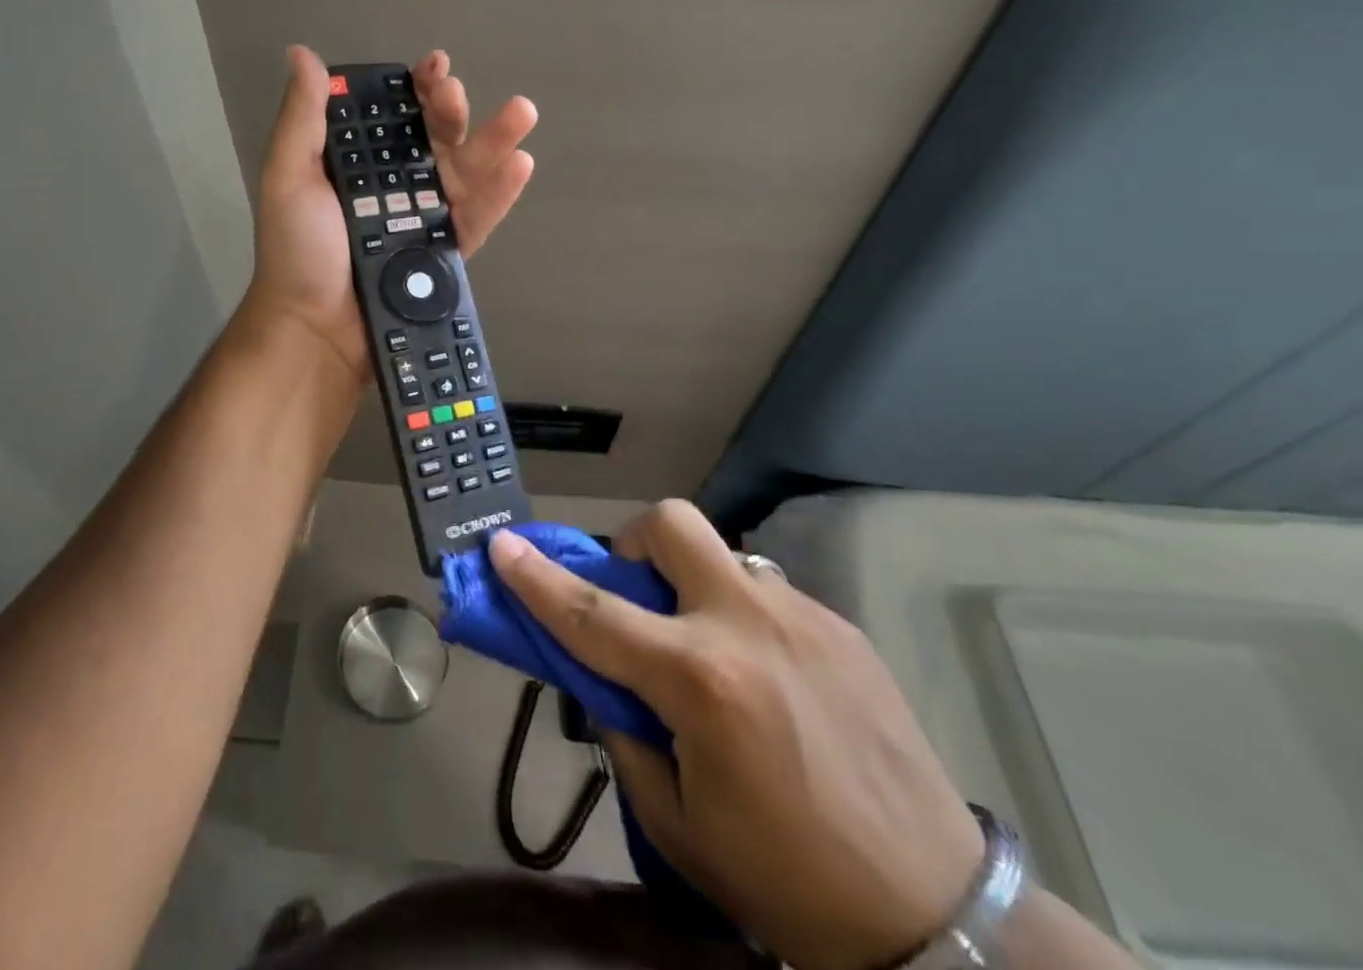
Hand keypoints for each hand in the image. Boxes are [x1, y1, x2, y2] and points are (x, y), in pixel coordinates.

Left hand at [242, 46, 537, 378]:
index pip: (395, 117)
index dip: (416, 89)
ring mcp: (425, 220)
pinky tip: (520, 164)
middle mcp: (397, 187)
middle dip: (452, 110)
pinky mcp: (447, 254)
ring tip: (522, 112)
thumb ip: (302, 119)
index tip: (433, 66)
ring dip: (495, 141)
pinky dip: (501, 193)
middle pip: (436, 140)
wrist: (315, 330)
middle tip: (457, 92)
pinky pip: (478, 219)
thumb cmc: (297, 250)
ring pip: (466, 173)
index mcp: (361, 165)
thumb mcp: (288, 177)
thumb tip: (302, 52)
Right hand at [488, 503, 983, 969]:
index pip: (592, 614)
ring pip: (722, 554)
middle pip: (672, 525)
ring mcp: (802, 617)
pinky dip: (741, 617)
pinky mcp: (842, 627)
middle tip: (637, 594)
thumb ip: (625, 734)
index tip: (502, 545)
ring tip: (709, 649)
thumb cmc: (788, 882)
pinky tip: (766, 678)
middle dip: (637, 544)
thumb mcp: (678, 823)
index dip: (537, 578)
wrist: (940, 917)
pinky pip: (766, 593)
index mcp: (700, 682)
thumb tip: (604, 680)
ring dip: (693, 584)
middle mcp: (747, 626)